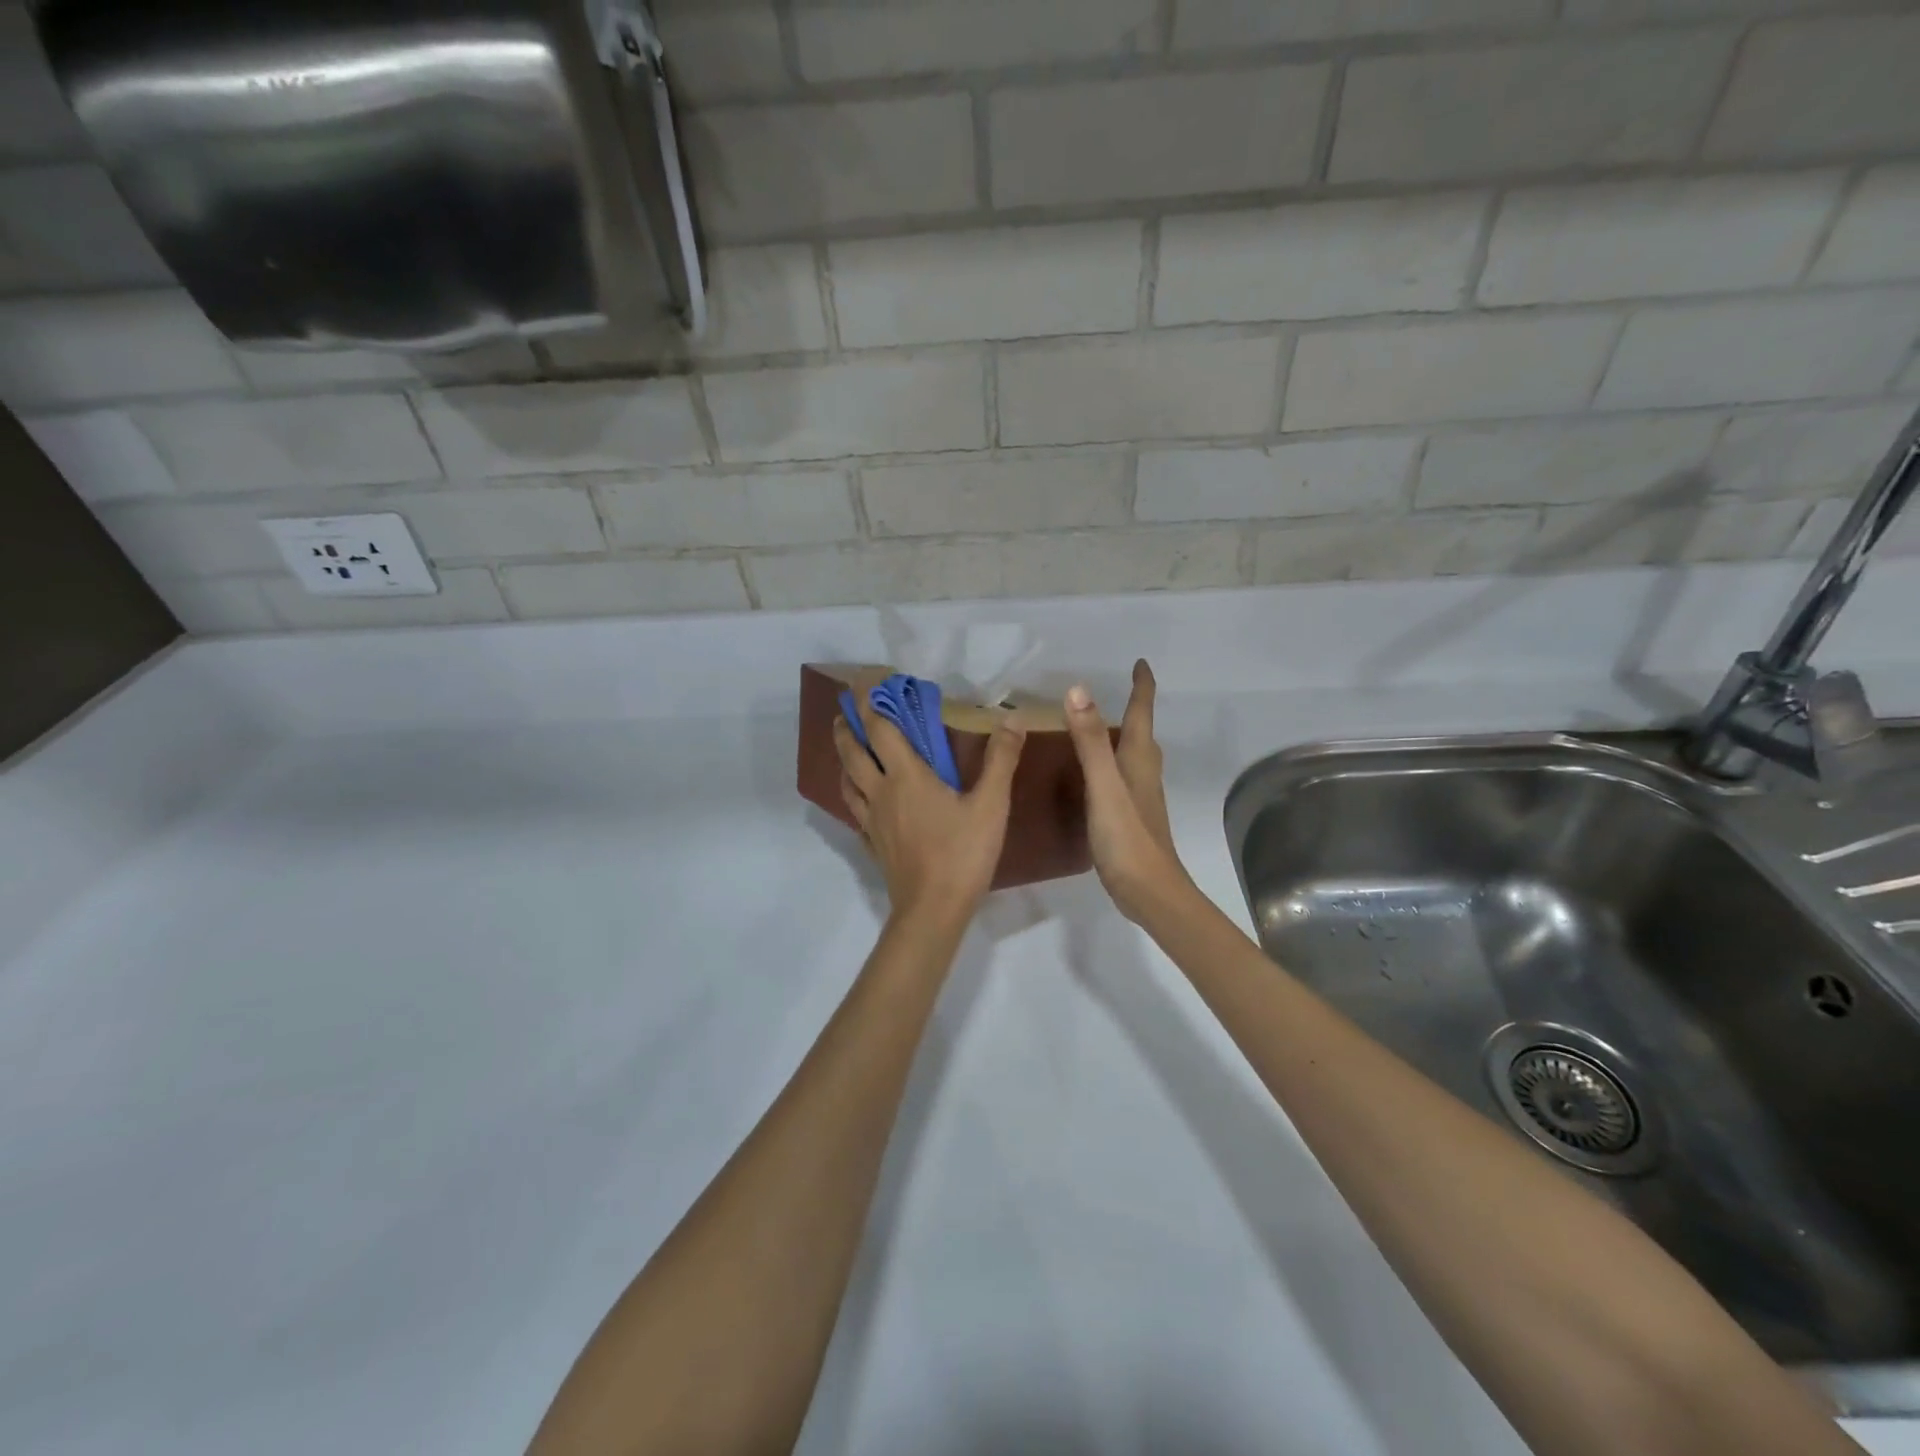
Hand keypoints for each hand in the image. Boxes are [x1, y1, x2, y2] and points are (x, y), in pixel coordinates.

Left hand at [833, 697, 1025, 932]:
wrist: (932, 910)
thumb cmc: (962, 854)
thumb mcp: (991, 805)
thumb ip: (1000, 760)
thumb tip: (1011, 719)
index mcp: (905, 775)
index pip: (879, 727)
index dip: (869, 700)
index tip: (865, 680)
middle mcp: (880, 791)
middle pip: (851, 750)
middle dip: (846, 725)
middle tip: (846, 709)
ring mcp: (871, 819)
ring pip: (846, 779)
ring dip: (844, 756)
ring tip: (849, 745)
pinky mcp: (871, 843)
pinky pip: (853, 808)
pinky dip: (852, 791)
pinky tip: (862, 796)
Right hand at [1063, 660, 1193, 923]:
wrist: (1149, 891)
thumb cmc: (1127, 837)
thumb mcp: (1103, 785)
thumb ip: (1089, 741)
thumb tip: (1079, 689)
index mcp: (1138, 759)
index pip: (1142, 713)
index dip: (1142, 687)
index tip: (1141, 663)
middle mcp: (1143, 772)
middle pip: (1142, 732)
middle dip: (1136, 708)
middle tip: (1122, 688)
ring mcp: (1140, 796)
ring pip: (1134, 755)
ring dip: (1124, 735)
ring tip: (1104, 725)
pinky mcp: (1132, 817)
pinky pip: (1122, 776)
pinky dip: (1112, 763)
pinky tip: (1097, 775)